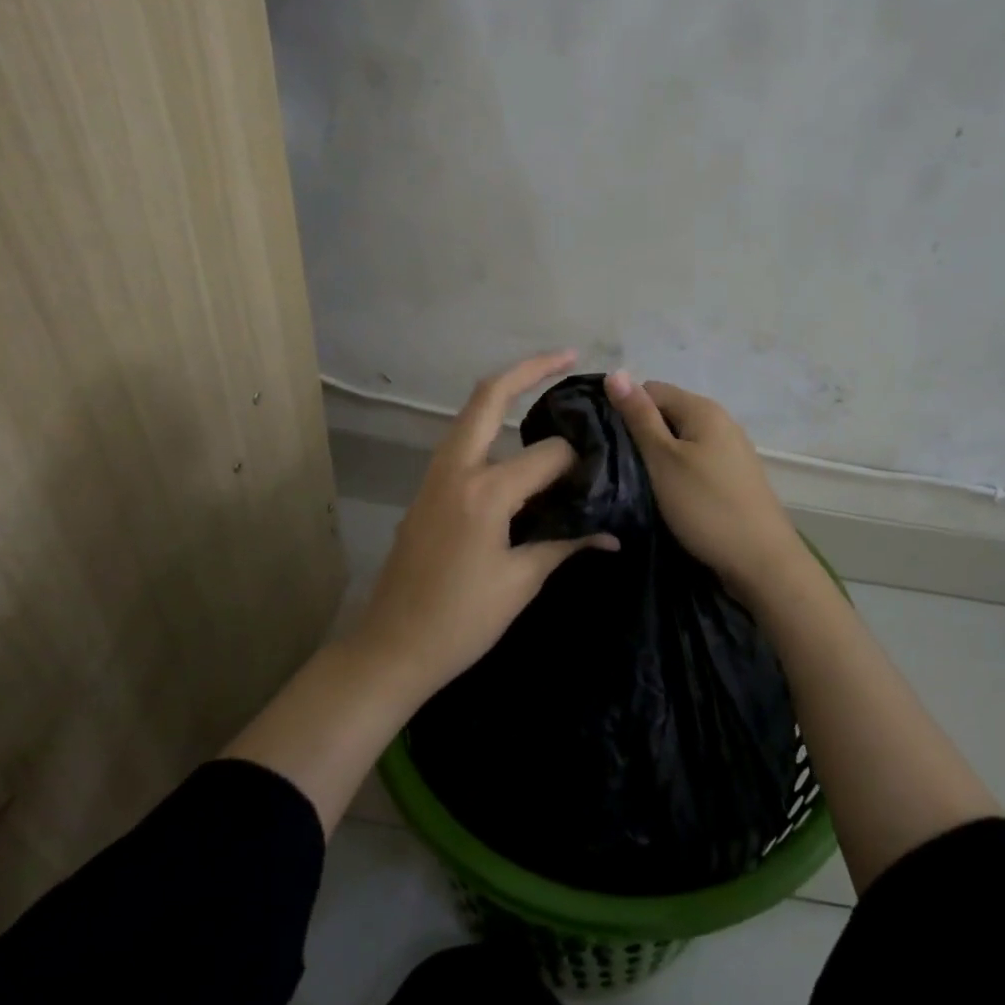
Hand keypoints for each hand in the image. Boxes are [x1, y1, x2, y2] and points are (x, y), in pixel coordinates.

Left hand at [354, 351, 617, 694]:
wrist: (392, 647)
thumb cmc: (461, 620)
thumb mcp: (521, 582)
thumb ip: (565, 545)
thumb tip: (612, 535)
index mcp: (485, 491)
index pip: (547, 455)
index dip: (578, 462)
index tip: (600, 478)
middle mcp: (457, 469)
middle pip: (489, 397)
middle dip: (528, 369)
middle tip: (566, 356)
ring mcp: (435, 476)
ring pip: (470, 416)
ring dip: (504, 394)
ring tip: (543, 390)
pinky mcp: (427, 490)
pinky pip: (462, 443)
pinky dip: (489, 427)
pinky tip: (513, 445)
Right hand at [603, 371, 807, 601]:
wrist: (761, 561)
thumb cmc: (706, 506)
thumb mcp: (663, 460)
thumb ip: (639, 417)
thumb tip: (615, 372)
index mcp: (703, 409)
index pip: (651, 390)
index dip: (626, 410)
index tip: (607, 441)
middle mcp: (721, 420)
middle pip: (667, 414)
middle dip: (641, 434)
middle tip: (619, 466)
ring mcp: (731, 449)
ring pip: (681, 440)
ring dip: (658, 457)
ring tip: (639, 483)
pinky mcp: (734, 476)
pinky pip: (696, 461)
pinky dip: (678, 472)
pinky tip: (668, 495)